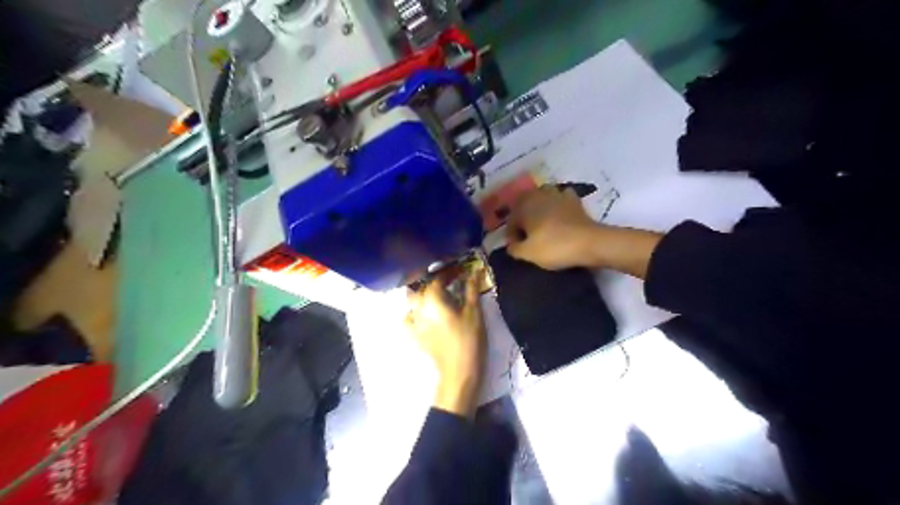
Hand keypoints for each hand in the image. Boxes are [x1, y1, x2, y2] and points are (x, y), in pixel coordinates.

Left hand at [407, 274, 484, 415]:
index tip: (460, 270)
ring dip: (423, 293)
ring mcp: (414, 322)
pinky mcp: (414, 335)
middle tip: (450, 280)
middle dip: (435, 281)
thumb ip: (471, 289)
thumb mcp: (474, 312)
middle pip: (423, 287)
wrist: (459, 371)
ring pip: (413, 300)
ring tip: (437, 294)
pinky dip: (414, 312)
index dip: (449, 272)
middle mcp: (419, 307)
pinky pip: (408, 318)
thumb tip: (473, 271)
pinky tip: (423, 313)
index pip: (438, 278)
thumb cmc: (469, 339)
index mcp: (433, 299)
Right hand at [506, 185, 602, 271]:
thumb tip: (511, 245)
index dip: (512, 234)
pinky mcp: (574, 200)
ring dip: (539, 206)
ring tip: (541, 221)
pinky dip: (559, 203)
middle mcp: (539, 196)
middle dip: (523, 216)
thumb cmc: (554, 247)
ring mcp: (558, 195)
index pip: (511, 219)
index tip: (516, 247)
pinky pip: (562, 197)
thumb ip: (514, 249)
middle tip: (526, 233)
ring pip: (543, 195)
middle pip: (524, 203)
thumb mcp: (528, 253)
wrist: (589, 243)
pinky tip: (560, 214)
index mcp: (524, 207)